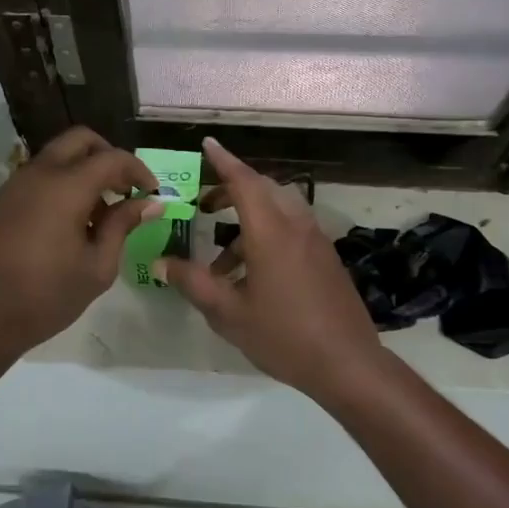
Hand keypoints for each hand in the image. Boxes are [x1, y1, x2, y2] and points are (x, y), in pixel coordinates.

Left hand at [0, 127, 160, 353]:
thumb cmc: (45, 296)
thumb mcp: (97, 267)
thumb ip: (123, 226)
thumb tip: (149, 203)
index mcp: (66, 186)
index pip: (112, 158)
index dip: (138, 171)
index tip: (151, 194)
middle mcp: (39, 173)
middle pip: (80, 140)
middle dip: (108, 156)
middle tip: (124, 190)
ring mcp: (16, 184)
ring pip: (58, 156)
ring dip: (84, 170)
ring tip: (100, 214)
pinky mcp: (3, 201)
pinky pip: (40, 175)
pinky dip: (63, 183)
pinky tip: (72, 223)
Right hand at [158, 137, 384, 398]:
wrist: (347, 363)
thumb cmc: (283, 335)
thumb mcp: (228, 313)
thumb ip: (193, 283)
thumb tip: (160, 263)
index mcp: (271, 231)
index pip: (244, 181)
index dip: (223, 161)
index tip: (208, 144)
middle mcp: (296, 226)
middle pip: (262, 191)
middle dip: (231, 192)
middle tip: (204, 206)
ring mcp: (315, 241)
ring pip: (277, 213)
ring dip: (246, 224)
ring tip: (219, 263)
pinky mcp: (326, 259)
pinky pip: (291, 232)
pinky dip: (266, 238)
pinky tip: (250, 279)